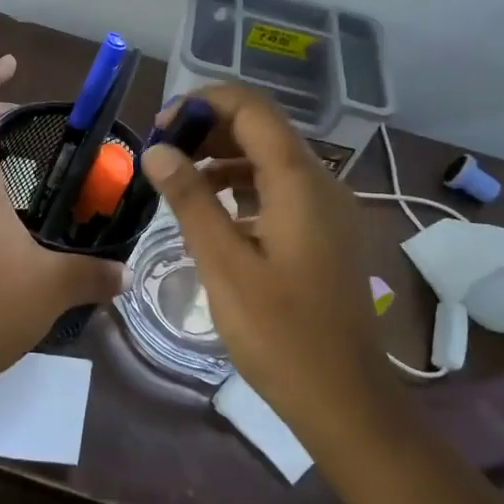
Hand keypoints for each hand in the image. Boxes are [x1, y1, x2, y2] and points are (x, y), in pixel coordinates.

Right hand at [139, 86, 388, 452]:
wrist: (346, 400)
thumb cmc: (281, 334)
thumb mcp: (224, 265)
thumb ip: (191, 200)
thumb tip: (157, 150)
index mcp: (299, 181)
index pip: (251, 108)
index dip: (203, 103)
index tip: (161, 127)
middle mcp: (320, 182)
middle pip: (262, 130)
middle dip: (208, 130)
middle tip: (163, 155)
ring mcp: (327, 209)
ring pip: (270, 160)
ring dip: (223, 160)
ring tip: (178, 183)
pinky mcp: (324, 233)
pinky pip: (280, 191)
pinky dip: (243, 189)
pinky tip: (212, 217)